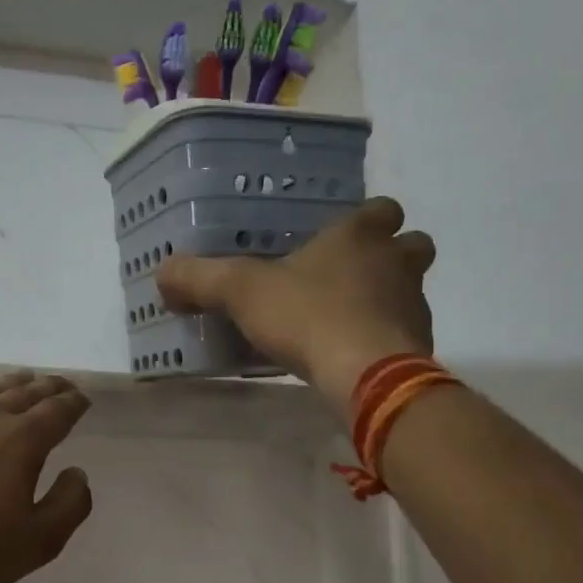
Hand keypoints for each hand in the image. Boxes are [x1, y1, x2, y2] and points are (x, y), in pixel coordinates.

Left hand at [0, 372, 93, 582]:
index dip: (73, 403)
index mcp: (21, 440)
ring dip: (11, 386)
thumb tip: (77, 473)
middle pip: (24, 393)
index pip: (57, 410)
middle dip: (47, 387)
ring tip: (22, 382)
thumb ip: (69, 503)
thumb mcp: (38, 541)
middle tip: (61, 384)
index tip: (82, 399)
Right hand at [157, 197, 436, 417]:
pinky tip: (355, 355)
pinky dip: (387, 338)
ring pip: (411, 289)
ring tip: (348, 320)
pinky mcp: (419, 344)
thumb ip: (200, 279)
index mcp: (358, 236)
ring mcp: (413, 303)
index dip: (365, 219)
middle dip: (390, 255)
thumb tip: (163, 273)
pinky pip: (406, 332)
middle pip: (411, 244)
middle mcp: (396, 261)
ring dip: (388, 298)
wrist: (365, 374)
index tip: (341, 237)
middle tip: (352, 276)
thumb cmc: (307, 316)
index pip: (381, 208)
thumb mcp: (241, 292)